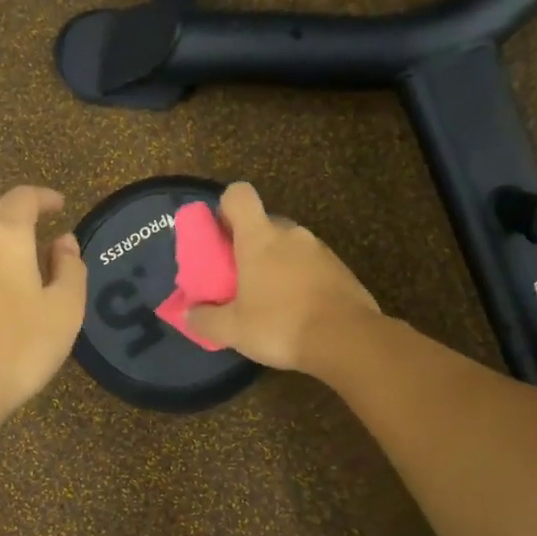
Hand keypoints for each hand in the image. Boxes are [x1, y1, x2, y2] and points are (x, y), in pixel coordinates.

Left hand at [0, 186, 87, 428]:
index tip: (59, 206)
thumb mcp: (64, 312)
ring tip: (8, 260)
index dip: (43, 196)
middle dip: (11, 208)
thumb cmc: (16, 350)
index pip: (22, 197)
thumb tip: (63, 241)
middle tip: (33, 226)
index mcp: (3, 237)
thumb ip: (70, 269)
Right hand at [184, 182, 379, 371]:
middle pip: (264, 223)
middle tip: (240, 278)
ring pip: (290, 246)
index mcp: (260, 238)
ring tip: (270, 300)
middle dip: (251, 244)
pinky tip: (298, 311)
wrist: (347, 340)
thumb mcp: (233, 330)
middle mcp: (291, 234)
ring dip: (278, 264)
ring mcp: (320, 250)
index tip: (220, 234)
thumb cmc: (280, 325)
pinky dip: (301, 280)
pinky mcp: (341, 269)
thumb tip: (189, 314)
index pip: (239, 195)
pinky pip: (312, 265)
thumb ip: (205, 320)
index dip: (226, 207)